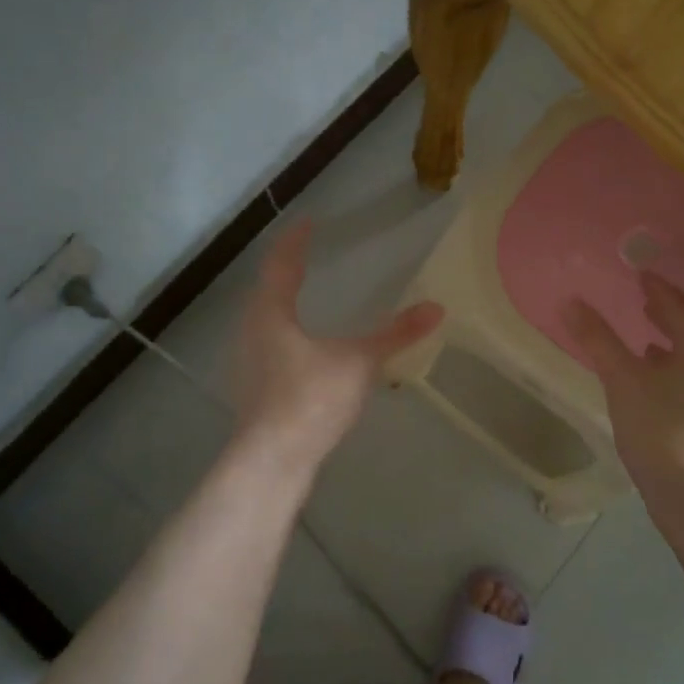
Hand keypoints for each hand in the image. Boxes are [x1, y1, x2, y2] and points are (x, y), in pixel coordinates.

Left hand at [231, 219, 443, 468]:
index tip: (310, 222)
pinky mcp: (254, 388)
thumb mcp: (359, 363)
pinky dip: (286, 331)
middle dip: (286, 269)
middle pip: (266, 289)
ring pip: (264, 319)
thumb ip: (395, 335)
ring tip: (305, 295)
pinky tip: (303, 348)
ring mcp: (248, 361)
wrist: (272, 460)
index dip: (296, 240)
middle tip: (306, 255)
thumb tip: (436, 308)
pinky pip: (269, 344)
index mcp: (271, 313)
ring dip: (282, 302)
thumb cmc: (310, 399)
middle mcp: (250, 330)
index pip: (281, 263)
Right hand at [566, 272, 683, 485]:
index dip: (659, 288)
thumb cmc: (658, 426)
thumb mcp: (622, 378)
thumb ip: (598, 339)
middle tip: (643, 298)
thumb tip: (571, 301)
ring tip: (644, 338)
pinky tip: (648, 384)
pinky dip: (666, 372)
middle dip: (666, 314)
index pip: (680, 307)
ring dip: (667, 344)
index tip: (640, 273)